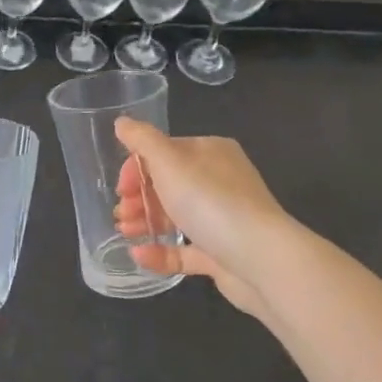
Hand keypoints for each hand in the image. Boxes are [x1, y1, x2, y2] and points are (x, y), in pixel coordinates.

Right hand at [113, 119, 290, 319]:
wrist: (261, 260)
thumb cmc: (211, 201)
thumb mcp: (169, 162)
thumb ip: (142, 140)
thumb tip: (121, 122)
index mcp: (211, 152)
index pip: (166, 152)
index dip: (137, 167)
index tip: (121, 187)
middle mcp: (220, 181)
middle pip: (169, 184)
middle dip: (140, 197)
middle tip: (120, 213)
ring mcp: (224, 219)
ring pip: (176, 216)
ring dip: (146, 222)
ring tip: (124, 232)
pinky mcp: (223, 253)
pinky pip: (186, 250)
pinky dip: (161, 252)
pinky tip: (139, 255)